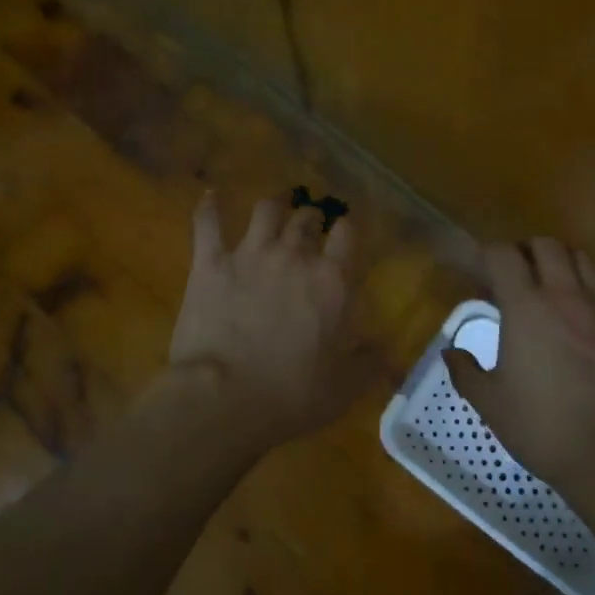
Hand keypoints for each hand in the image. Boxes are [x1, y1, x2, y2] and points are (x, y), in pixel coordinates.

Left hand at [168, 192, 360, 447]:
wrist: (225, 398)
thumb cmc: (292, 395)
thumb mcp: (345, 386)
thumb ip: (369, 362)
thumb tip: (386, 350)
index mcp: (332, 281)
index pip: (348, 234)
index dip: (347, 229)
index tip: (345, 234)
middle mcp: (294, 256)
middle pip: (307, 218)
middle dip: (311, 219)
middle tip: (310, 228)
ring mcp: (250, 254)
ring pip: (266, 210)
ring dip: (274, 205)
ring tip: (276, 206)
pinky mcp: (210, 262)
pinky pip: (208, 222)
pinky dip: (209, 207)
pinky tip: (211, 196)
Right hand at [443, 238, 594, 502]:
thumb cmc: (542, 426)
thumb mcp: (490, 403)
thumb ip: (465, 372)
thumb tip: (450, 352)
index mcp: (525, 307)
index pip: (502, 255)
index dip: (487, 255)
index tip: (480, 272)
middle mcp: (564, 295)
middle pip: (546, 245)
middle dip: (526, 251)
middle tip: (516, 276)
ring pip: (582, 258)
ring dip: (562, 262)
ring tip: (553, 285)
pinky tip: (591, 306)